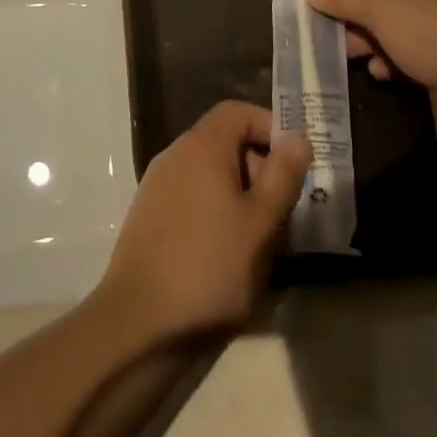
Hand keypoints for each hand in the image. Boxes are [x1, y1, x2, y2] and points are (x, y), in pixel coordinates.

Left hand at [95, 101, 310, 342]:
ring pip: (210, 172)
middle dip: (259, 166)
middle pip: (224, 140)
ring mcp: (157, 185)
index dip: (271, 128)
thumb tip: (297, 136)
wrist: (139, 324)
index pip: (239, 111)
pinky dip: (216, 211)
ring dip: (240, 194)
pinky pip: (192, 196)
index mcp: (201, 146)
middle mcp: (175, 154)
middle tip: (283, 211)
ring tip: (261, 239)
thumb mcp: (261, 223)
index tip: (295, 165)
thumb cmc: (210, 268)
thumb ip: (283, 175)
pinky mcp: (149, 216)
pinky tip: (228, 254)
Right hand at [306, 0, 436, 137]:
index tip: (314, 5)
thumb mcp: (379, 6)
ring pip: (385, 25)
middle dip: (349, 15)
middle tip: (328, 37)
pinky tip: (383, 74)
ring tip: (354, 58)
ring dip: (365, 41)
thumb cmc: (435, 30)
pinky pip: (404, 50)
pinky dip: (389, 60)